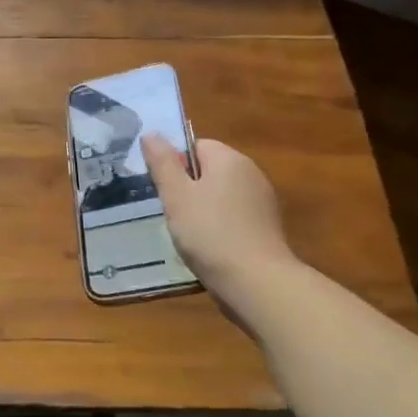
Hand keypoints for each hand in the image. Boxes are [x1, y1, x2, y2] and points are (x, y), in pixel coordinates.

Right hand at [142, 135, 293, 286]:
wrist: (256, 283)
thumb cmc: (210, 233)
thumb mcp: (176, 196)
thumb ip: (162, 163)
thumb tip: (151, 133)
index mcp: (230, 159)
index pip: (196, 146)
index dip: (174, 163)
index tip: (162, 188)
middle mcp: (251, 174)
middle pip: (209, 170)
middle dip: (187, 188)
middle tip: (169, 211)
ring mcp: (262, 202)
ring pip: (220, 196)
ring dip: (201, 209)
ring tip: (185, 233)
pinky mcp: (266, 229)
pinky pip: (233, 217)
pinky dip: (218, 227)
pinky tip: (207, 247)